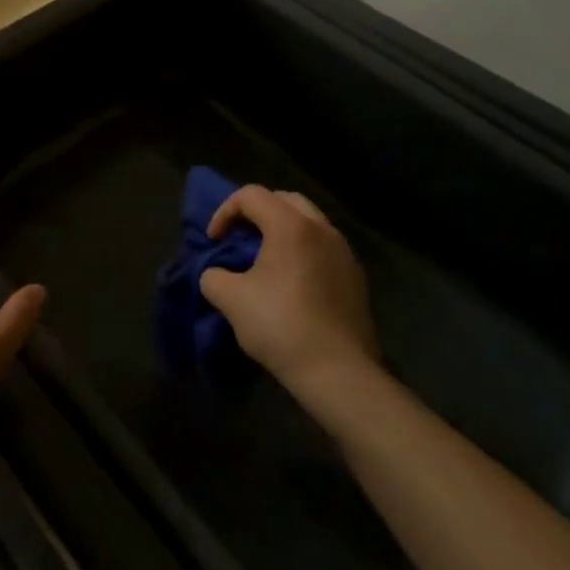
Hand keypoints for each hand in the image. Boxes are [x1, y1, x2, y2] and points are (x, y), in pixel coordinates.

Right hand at [199, 184, 378, 389]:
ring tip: (264, 257)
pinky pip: (323, 246)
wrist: (339, 373)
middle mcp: (321, 229)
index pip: (251, 195)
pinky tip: (291, 281)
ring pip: (308, 221)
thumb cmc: (280, 326)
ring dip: (281, 229)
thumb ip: (213, 276)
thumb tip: (217, 274)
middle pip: (283, 200)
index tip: (213, 241)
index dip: (224, 212)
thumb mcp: (229, 299)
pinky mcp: (356, 277)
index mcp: (291, 225)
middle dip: (255, 212)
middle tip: (238, 237)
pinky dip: (302, 249)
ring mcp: (344, 252)